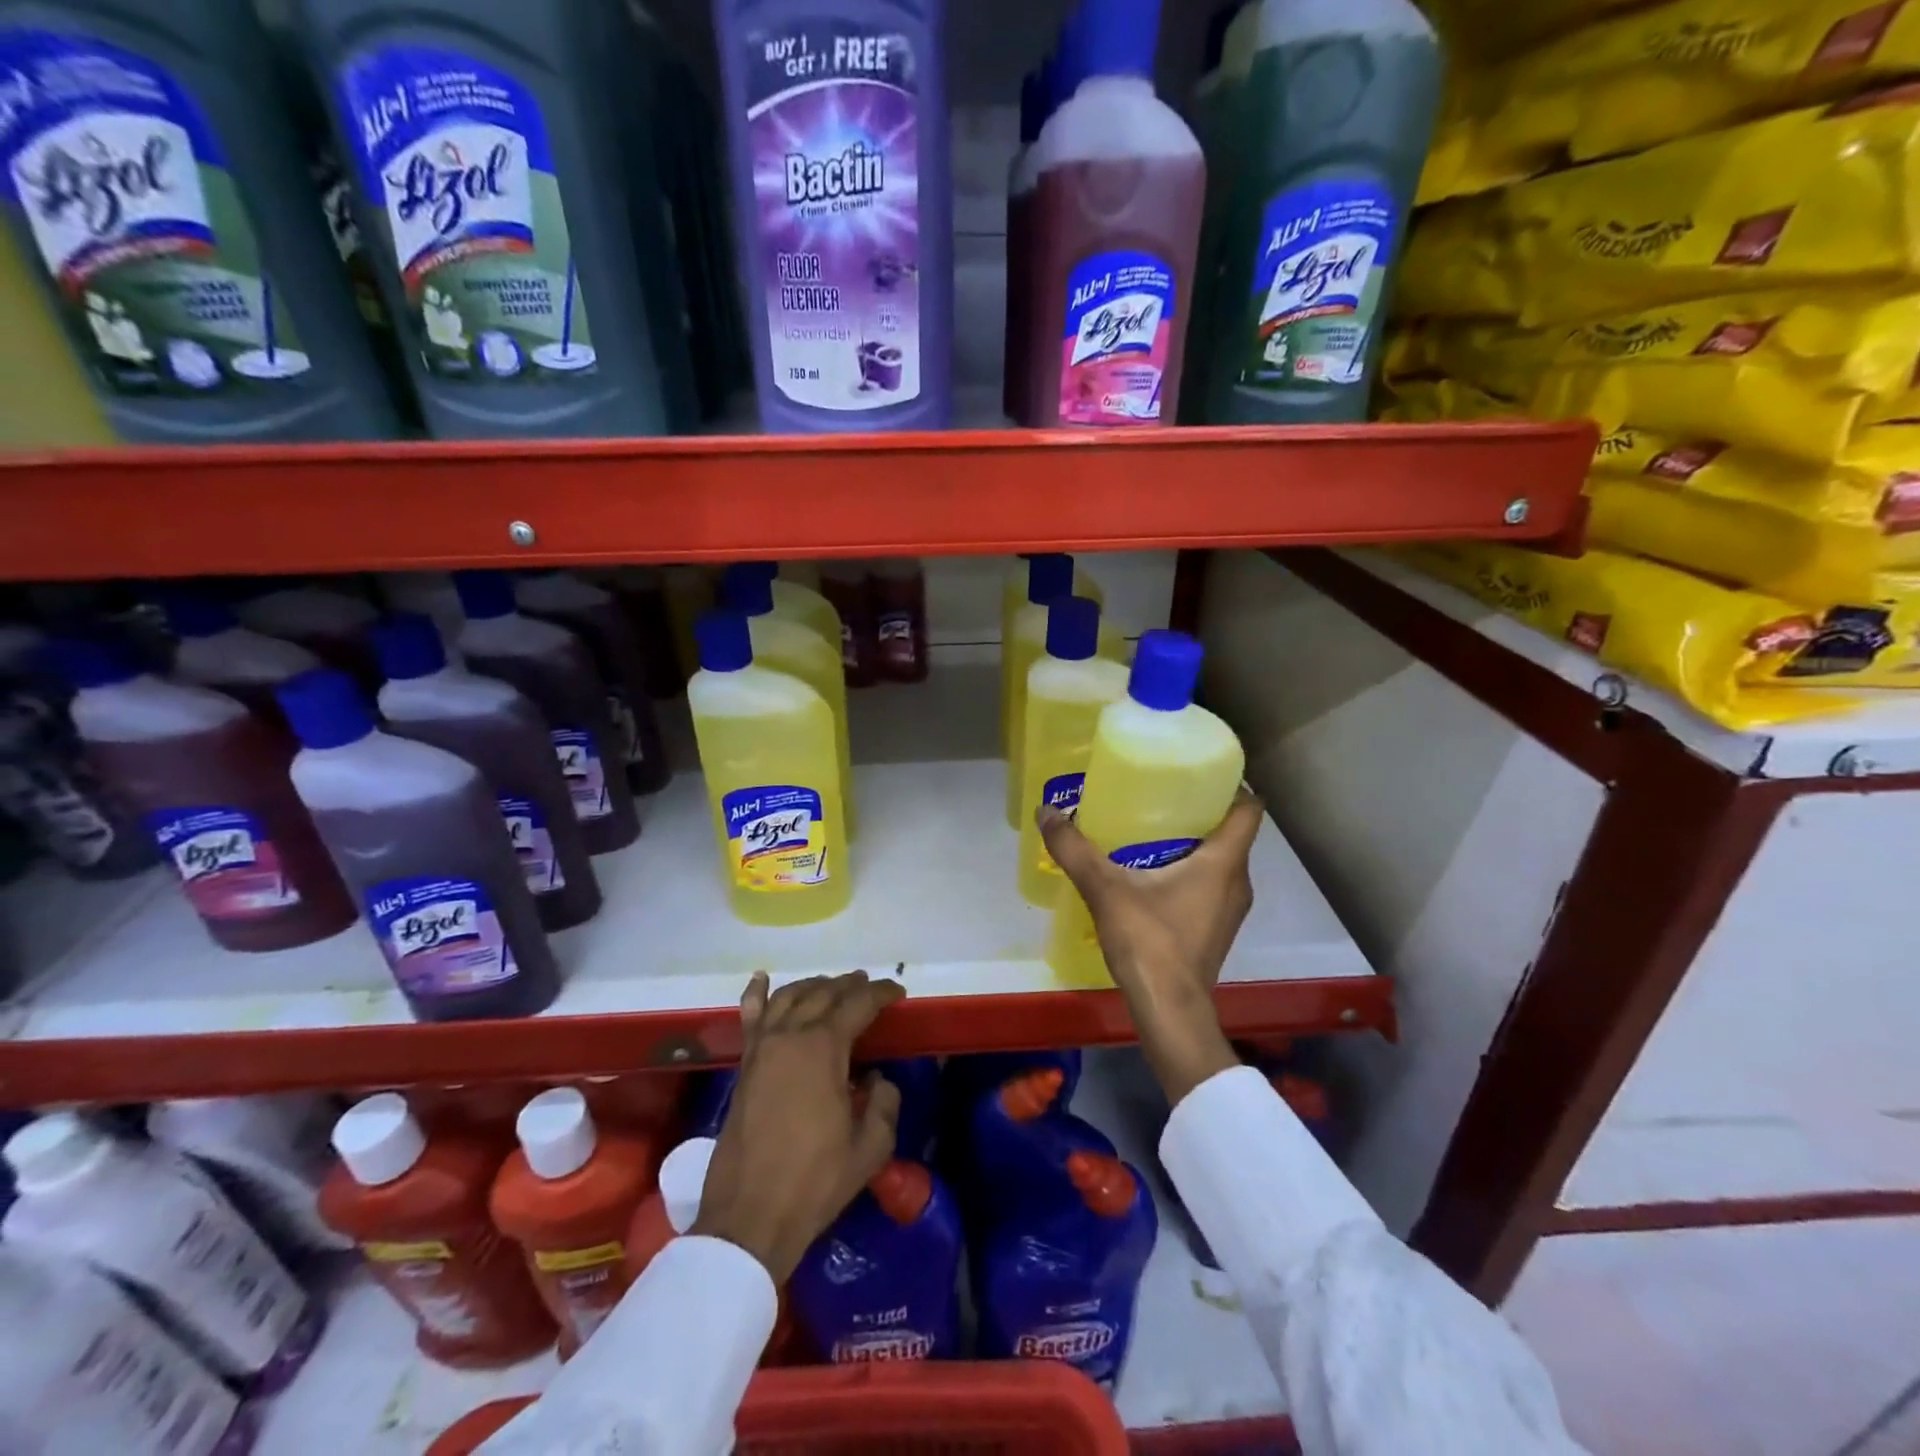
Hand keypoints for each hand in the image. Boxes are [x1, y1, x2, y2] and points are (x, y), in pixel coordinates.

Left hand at [692, 969, 904, 1281]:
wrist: (749, 1216)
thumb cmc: (815, 1181)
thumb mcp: (870, 1148)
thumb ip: (884, 1104)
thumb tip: (878, 1079)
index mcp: (824, 1048)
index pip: (858, 1004)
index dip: (881, 993)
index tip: (898, 992)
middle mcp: (791, 1036)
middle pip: (824, 993)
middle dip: (849, 985)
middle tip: (869, 986)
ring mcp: (762, 1047)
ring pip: (790, 997)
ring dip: (814, 986)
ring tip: (832, 986)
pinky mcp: (744, 1065)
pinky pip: (750, 1017)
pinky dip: (757, 994)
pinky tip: (762, 978)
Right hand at [1038, 790, 1264, 1103]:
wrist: (1170, 1011)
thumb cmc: (1150, 942)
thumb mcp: (1106, 889)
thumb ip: (1075, 849)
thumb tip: (1046, 812)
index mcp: (1224, 862)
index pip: (1250, 808)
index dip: (1232, 784)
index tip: (1198, 772)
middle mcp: (1238, 881)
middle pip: (1230, 831)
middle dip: (1199, 810)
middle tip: (1158, 794)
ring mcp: (1230, 909)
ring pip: (1220, 860)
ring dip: (1193, 842)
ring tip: (1149, 828)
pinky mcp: (1216, 928)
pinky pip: (1210, 885)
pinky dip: (1189, 871)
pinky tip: (1150, 873)